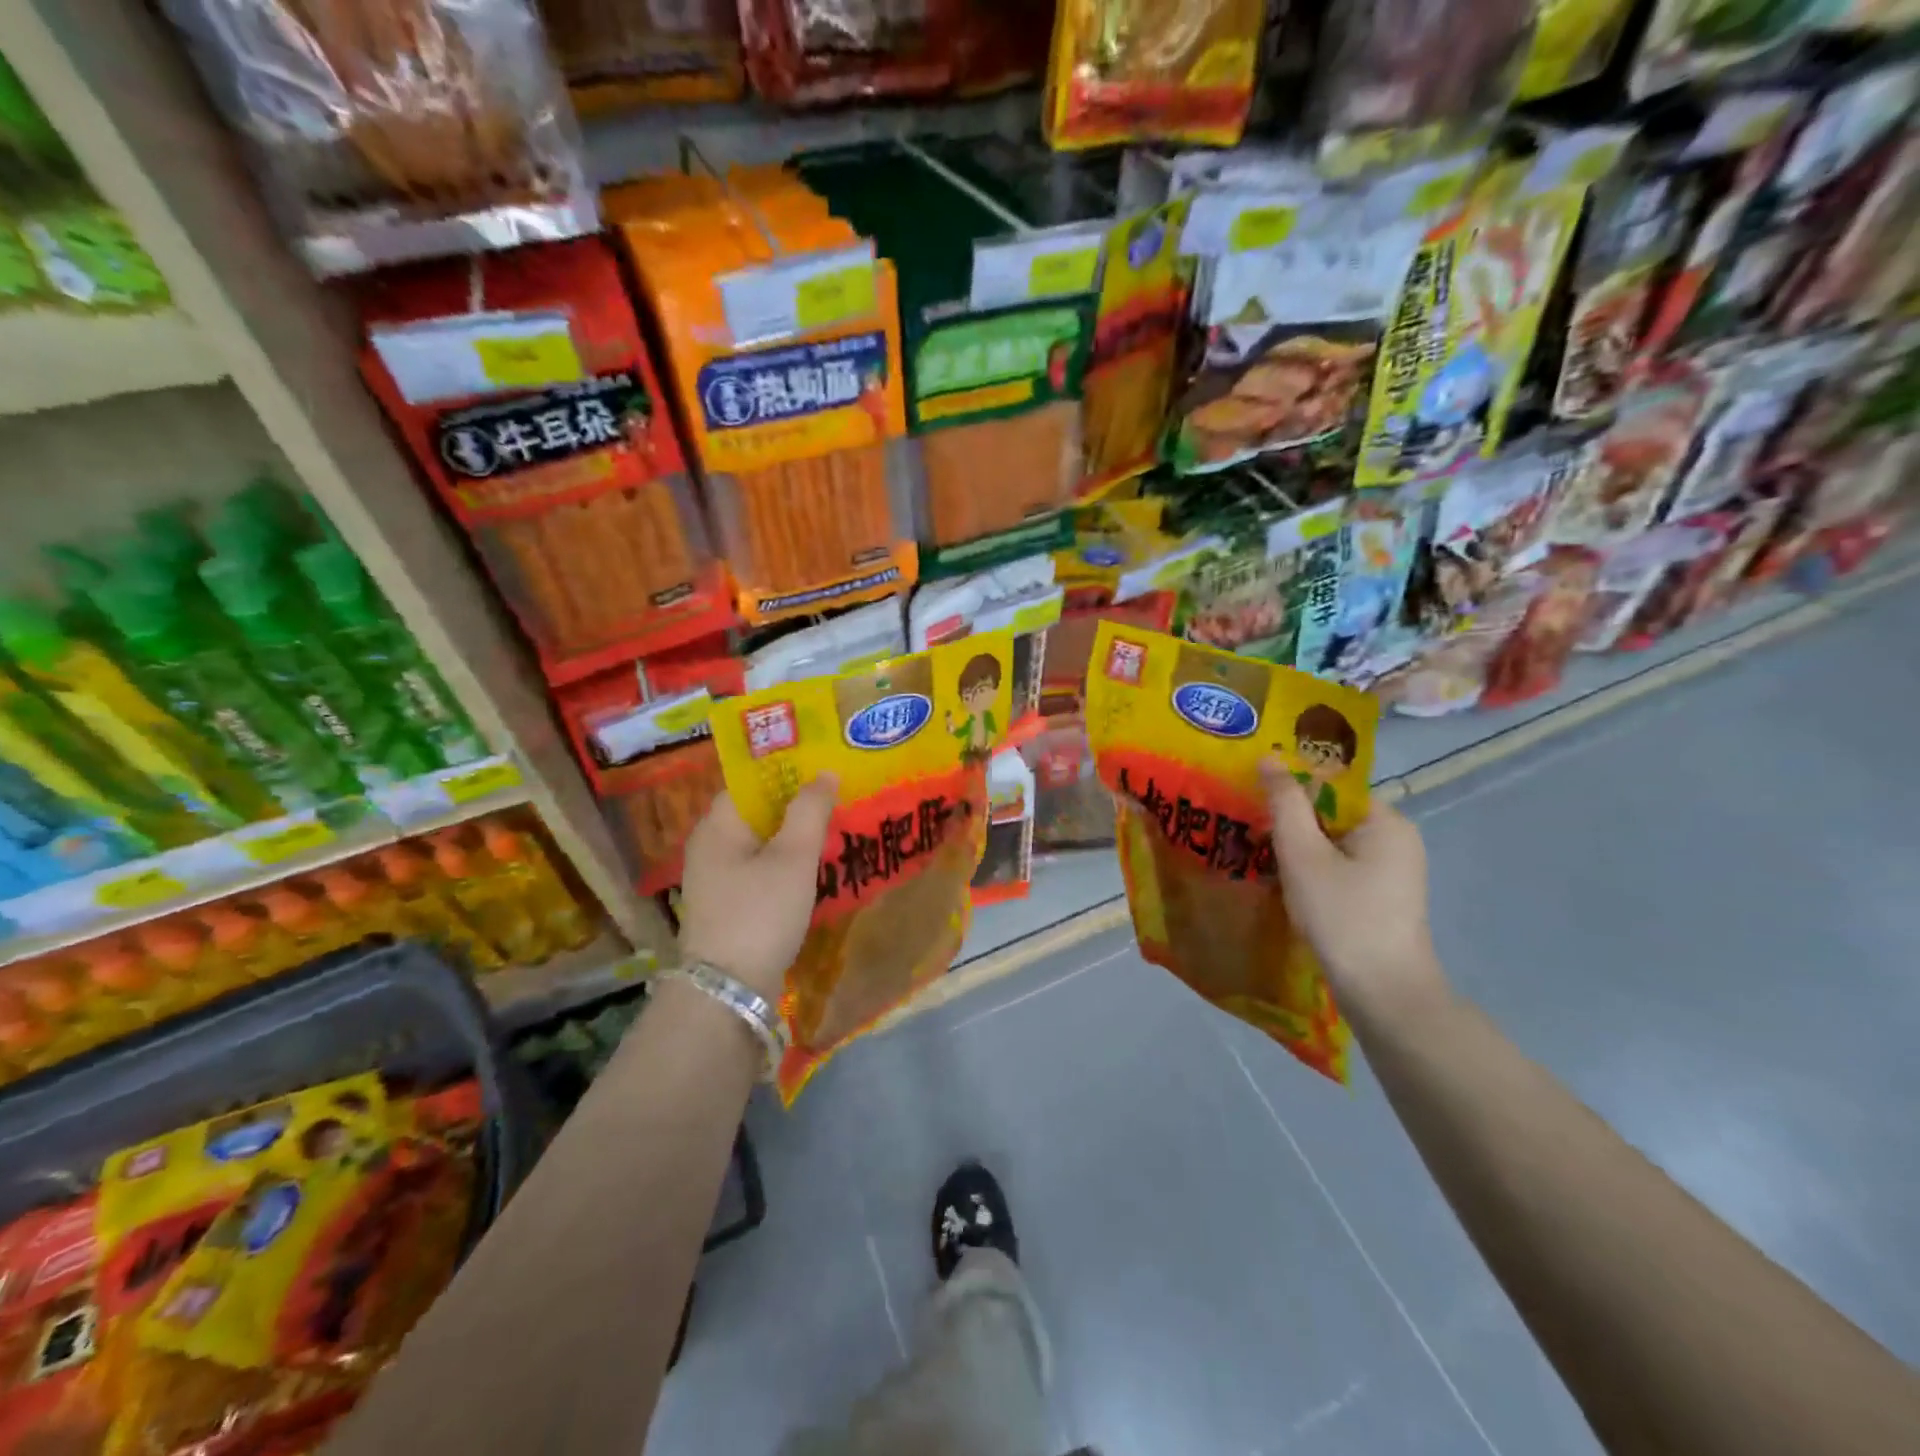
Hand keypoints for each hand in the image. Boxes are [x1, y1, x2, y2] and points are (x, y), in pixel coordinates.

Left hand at [677, 776, 836, 998]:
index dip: (786, 772)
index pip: (750, 783)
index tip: (823, 767)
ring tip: (834, 827)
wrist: (729, 991)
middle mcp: (709, 847)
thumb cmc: (760, 913)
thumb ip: (809, 811)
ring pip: (761, 842)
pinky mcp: (729, 905)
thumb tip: (824, 773)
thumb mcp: (793, 858)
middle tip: (837, 796)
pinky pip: (761, 869)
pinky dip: (786, 863)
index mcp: (716, 826)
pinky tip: (815, 867)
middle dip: (795, 804)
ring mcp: (717, 879)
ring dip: (794, 835)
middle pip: (756, 812)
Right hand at [1261, 760, 1447, 1018]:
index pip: (1330, 786)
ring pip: (1333, 842)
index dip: (1290, 791)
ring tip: (1262, 860)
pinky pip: (1341, 866)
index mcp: (1385, 820)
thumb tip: (1269, 758)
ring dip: (1299, 849)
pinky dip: (1314, 870)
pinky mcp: (1384, 896)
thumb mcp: (1303, 855)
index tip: (1254, 805)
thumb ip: (1285, 803)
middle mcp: (1396, 837)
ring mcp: (1394, 869)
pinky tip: (1288, 886)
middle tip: (1251, 834)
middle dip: (1291, 823)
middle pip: (1331, 813)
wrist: (1383, 992)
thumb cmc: (1342, 916)